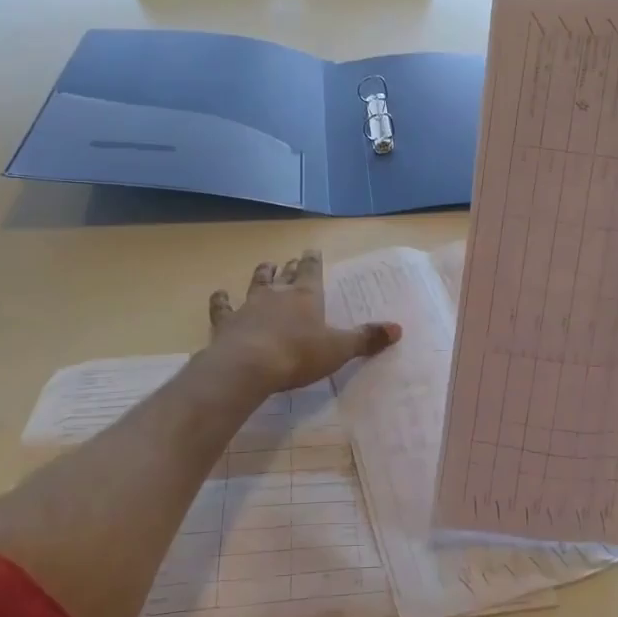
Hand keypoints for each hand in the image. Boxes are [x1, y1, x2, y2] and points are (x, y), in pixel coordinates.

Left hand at [205, 250, 400, 393]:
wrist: (248, 366)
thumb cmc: (298, 355)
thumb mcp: (338, 349)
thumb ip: (366, 338)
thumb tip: (398, 328)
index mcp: (306, 297)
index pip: (312, 271)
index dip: (313, 261)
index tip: (312, 250)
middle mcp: (278, 294)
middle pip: (285, 275)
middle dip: (290, 267)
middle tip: (291, 260)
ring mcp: (249, 306)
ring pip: (256, 283)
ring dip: (261, 274)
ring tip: (265, 265)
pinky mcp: (226, 323)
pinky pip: (223, 307)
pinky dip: (221, 301)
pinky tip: (219, 295)